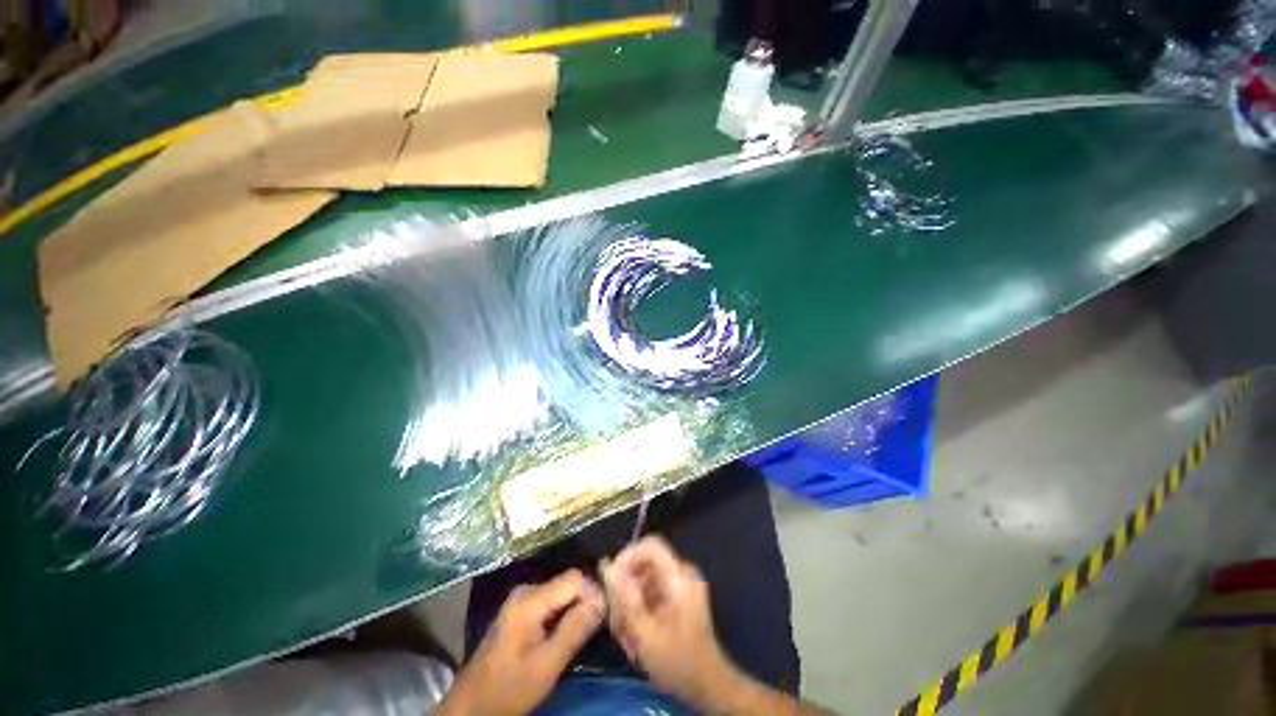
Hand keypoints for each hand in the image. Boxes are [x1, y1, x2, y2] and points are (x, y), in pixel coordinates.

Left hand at [437, 570, 604, 715]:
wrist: (471, 707)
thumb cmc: (508, 688)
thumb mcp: (546, 665)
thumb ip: (574, 630)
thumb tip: (602, 601)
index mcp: (531, 599)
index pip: (575, 578)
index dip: (593, 593)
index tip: (604, 617)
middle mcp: (526, 590)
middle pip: (568, 583)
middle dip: (585, 601)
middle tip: (597, 627)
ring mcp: (521, 600)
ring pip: (561, 593)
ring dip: (575, 609)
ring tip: (585, 632)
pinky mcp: (520, 611)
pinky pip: (552, 602)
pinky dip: (563, 614)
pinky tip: (567, 634)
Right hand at [603, 536, 744, 708]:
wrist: (707, 684)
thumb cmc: (678, 661)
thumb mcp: (646, 633)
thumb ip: (626, 598)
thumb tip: (608, 567)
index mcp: (679, 576)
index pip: (649, 545)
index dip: (626, 556)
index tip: (610, 579)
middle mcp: (682, 573)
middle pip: (644, 562)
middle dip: (625, 585)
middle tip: (615, 616)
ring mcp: (681, 584)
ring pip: (645, 577)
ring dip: (629, 599)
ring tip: (623, 630)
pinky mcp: (678, 595)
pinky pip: (651, 589)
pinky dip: (639, 606)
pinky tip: (633, 631)